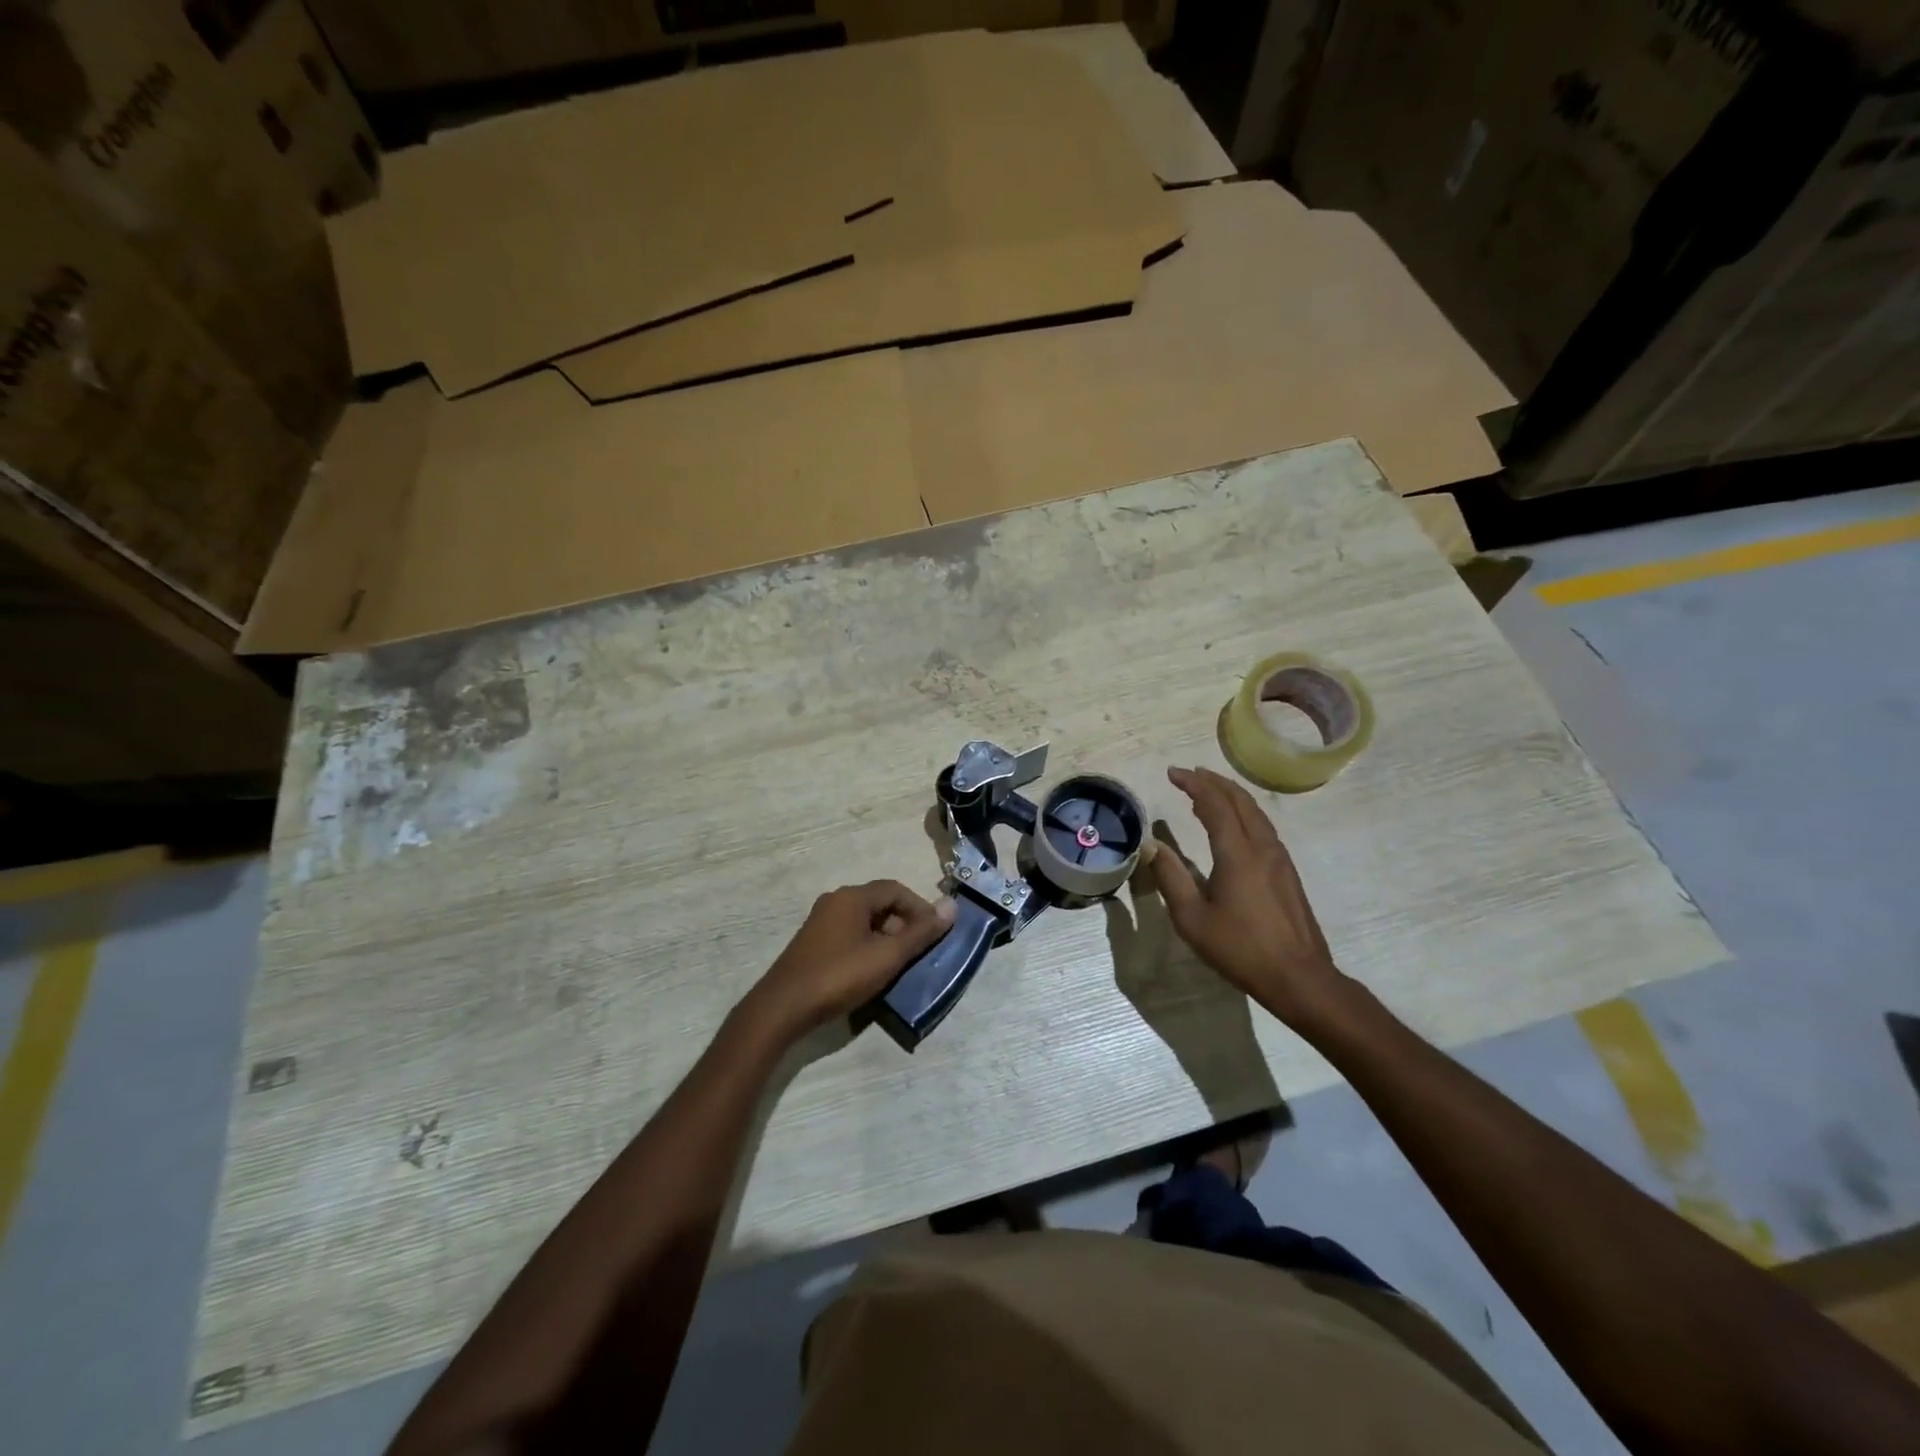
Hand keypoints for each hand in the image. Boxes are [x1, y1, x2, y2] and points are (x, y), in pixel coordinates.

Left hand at [744, 880, 955, 1037]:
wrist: (783, 1008)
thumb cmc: (839, 976)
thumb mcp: (887, 956)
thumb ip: (921, 933)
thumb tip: (952, 906)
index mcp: (852, 897)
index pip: (896, 889)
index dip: (920, 908)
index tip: (934, 933)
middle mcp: (835, 902)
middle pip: (880, 904)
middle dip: (904, 925)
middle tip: (918, 953)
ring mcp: (820, 923)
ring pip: (864, 922)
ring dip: (886, 938)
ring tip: (898, 966)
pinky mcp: (812, 944)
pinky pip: (849, 936)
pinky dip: (867, 948)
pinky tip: (871, 973)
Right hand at [1149, 766, 1351, 1028]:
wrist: (1299, 977)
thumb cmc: (1240, 949)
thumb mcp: (1192, 919)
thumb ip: (1171, 878)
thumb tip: (1152, 845)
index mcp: (1237, 854)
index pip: (1215, 804)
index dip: (1193, 784)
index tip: (1173, 773)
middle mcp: (1262, 847)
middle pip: (1240, 801)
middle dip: (1214, 781)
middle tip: (1189, 773)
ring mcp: (1280, 859)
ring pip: (1256, 812)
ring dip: (1231, 795)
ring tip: (1209, 791)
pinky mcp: (1287, 872)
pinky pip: (1263, 827)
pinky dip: (1243, 813)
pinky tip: (1233, 824)